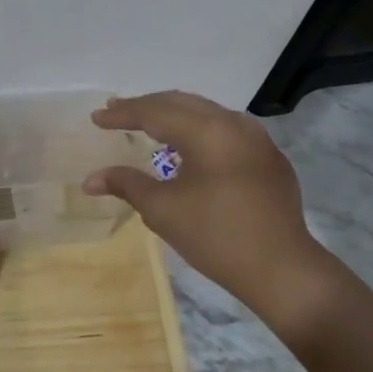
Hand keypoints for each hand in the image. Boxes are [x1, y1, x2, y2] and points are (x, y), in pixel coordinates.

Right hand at [82, 91, 351, 349]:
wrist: (282, 269)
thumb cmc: (215, 236)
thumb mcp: (163, 210)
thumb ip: (126, 185)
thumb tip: (90, 180)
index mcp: (207, 132)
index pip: (155, 112)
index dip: (123, 114)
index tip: (96, 118)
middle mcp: (234, 124)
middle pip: (181, 103)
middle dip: (146, 106)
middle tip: (116, 112)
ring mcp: (257, 139)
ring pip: (206, 113)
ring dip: (173, 114)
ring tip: (148, 123)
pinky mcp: (269, 157)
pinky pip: (226, 129)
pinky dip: (198, 129)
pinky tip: (188, 145)